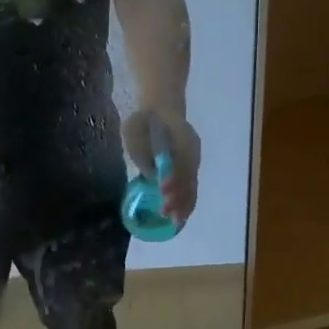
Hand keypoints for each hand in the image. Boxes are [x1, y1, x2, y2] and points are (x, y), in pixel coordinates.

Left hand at [122, 104, 200, 223]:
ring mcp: (193, 158)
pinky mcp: (191, 166)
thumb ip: (142, 151)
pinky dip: (186, 201)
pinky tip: (181, 215)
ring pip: (192, 185)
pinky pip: (191, 186)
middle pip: (188, 177)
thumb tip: (151, 176)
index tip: (163, 191)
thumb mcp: (135, 130)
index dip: (172, 179)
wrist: (161, 107)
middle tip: (167, 214)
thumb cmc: (144, 119)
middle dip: (178, 198)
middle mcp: (191, 150)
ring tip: (175, 221)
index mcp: (180, 137)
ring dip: (184, 204)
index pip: (180, 163)